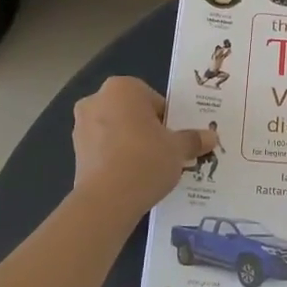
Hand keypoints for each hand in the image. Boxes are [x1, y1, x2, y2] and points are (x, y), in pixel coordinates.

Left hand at [71, 77, 210, 216]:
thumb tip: (211, 137)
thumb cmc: (146, 159)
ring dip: (130, 144)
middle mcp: (97, 99)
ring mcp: (81, 126)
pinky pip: (103, 149)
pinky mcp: (74, 152)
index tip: (175, 139)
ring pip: (116, 130)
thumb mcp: (178, 149)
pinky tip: (130, 177)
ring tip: (148, 168)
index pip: (154, 100)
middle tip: (164, 152)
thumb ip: (193, 139)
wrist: (108, 199)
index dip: (168, 121)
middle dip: (147, 129)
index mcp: (123, 87)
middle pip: (132, 113)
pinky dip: (116, 158)